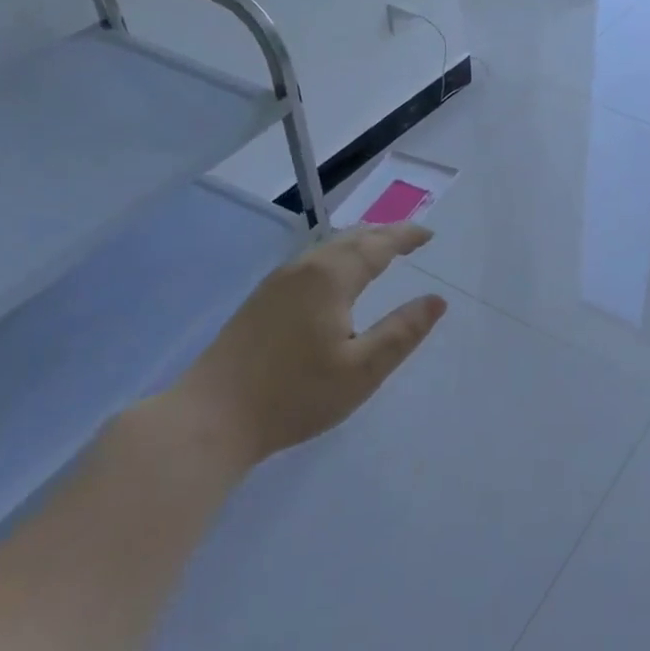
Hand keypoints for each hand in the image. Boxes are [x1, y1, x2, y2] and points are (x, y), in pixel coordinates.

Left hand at [150, 223, 446, 474]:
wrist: (212, 416)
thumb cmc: (295, 394)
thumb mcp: (362, 370)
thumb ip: (402, 332)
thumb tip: (436, 301)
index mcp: (330, 278)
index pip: (377, 245)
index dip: (405, 237)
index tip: (430, 234)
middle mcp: (302, 269)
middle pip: (349, 240)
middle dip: (383, 234)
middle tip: (410, 237)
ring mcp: (276, 284)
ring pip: (326, 250)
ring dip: (358, 244)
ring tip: (380, 250)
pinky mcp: (260, 302)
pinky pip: (310, 264)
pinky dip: (337, 259)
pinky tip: (336, 278)